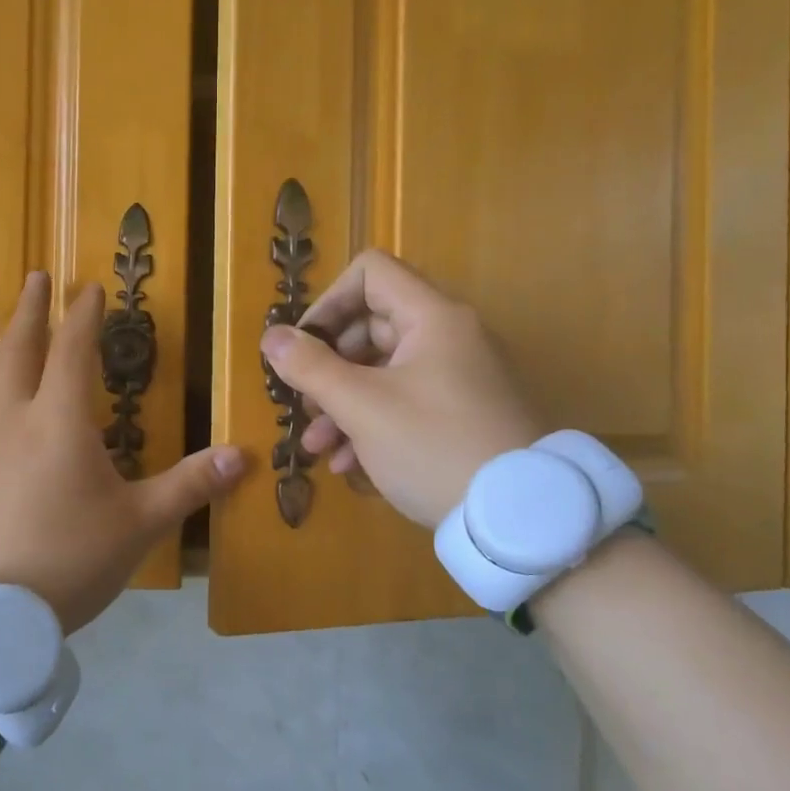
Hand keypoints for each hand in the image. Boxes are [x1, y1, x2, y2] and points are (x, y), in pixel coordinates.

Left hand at [0, 271, 246, 633]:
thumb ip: (190, 485)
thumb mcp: (140, 525)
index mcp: (61, 422)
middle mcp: (12, 420)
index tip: (90, 287)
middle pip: (20, 351)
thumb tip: (244, 456)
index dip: (84, 317)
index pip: (74, 352)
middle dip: (31, 311)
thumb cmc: (70, 562)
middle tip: (35, 276)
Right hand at [260, 250, 541, 528]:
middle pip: (372, 325)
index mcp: (432, 318)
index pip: (371, 273)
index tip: (304, 346)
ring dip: (342, 403)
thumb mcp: (362, 408)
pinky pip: (406, 401)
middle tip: (306, 404)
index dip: (329, 302)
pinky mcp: (462, 414)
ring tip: (316, 445)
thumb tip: (271, 337)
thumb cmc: (433, 447)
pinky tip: (347, 463)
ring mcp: (458, 377)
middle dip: (328, 365)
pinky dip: (372, 423)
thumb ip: (311, 367)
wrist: (519, 517)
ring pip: (384, 371)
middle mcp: (449, 337)